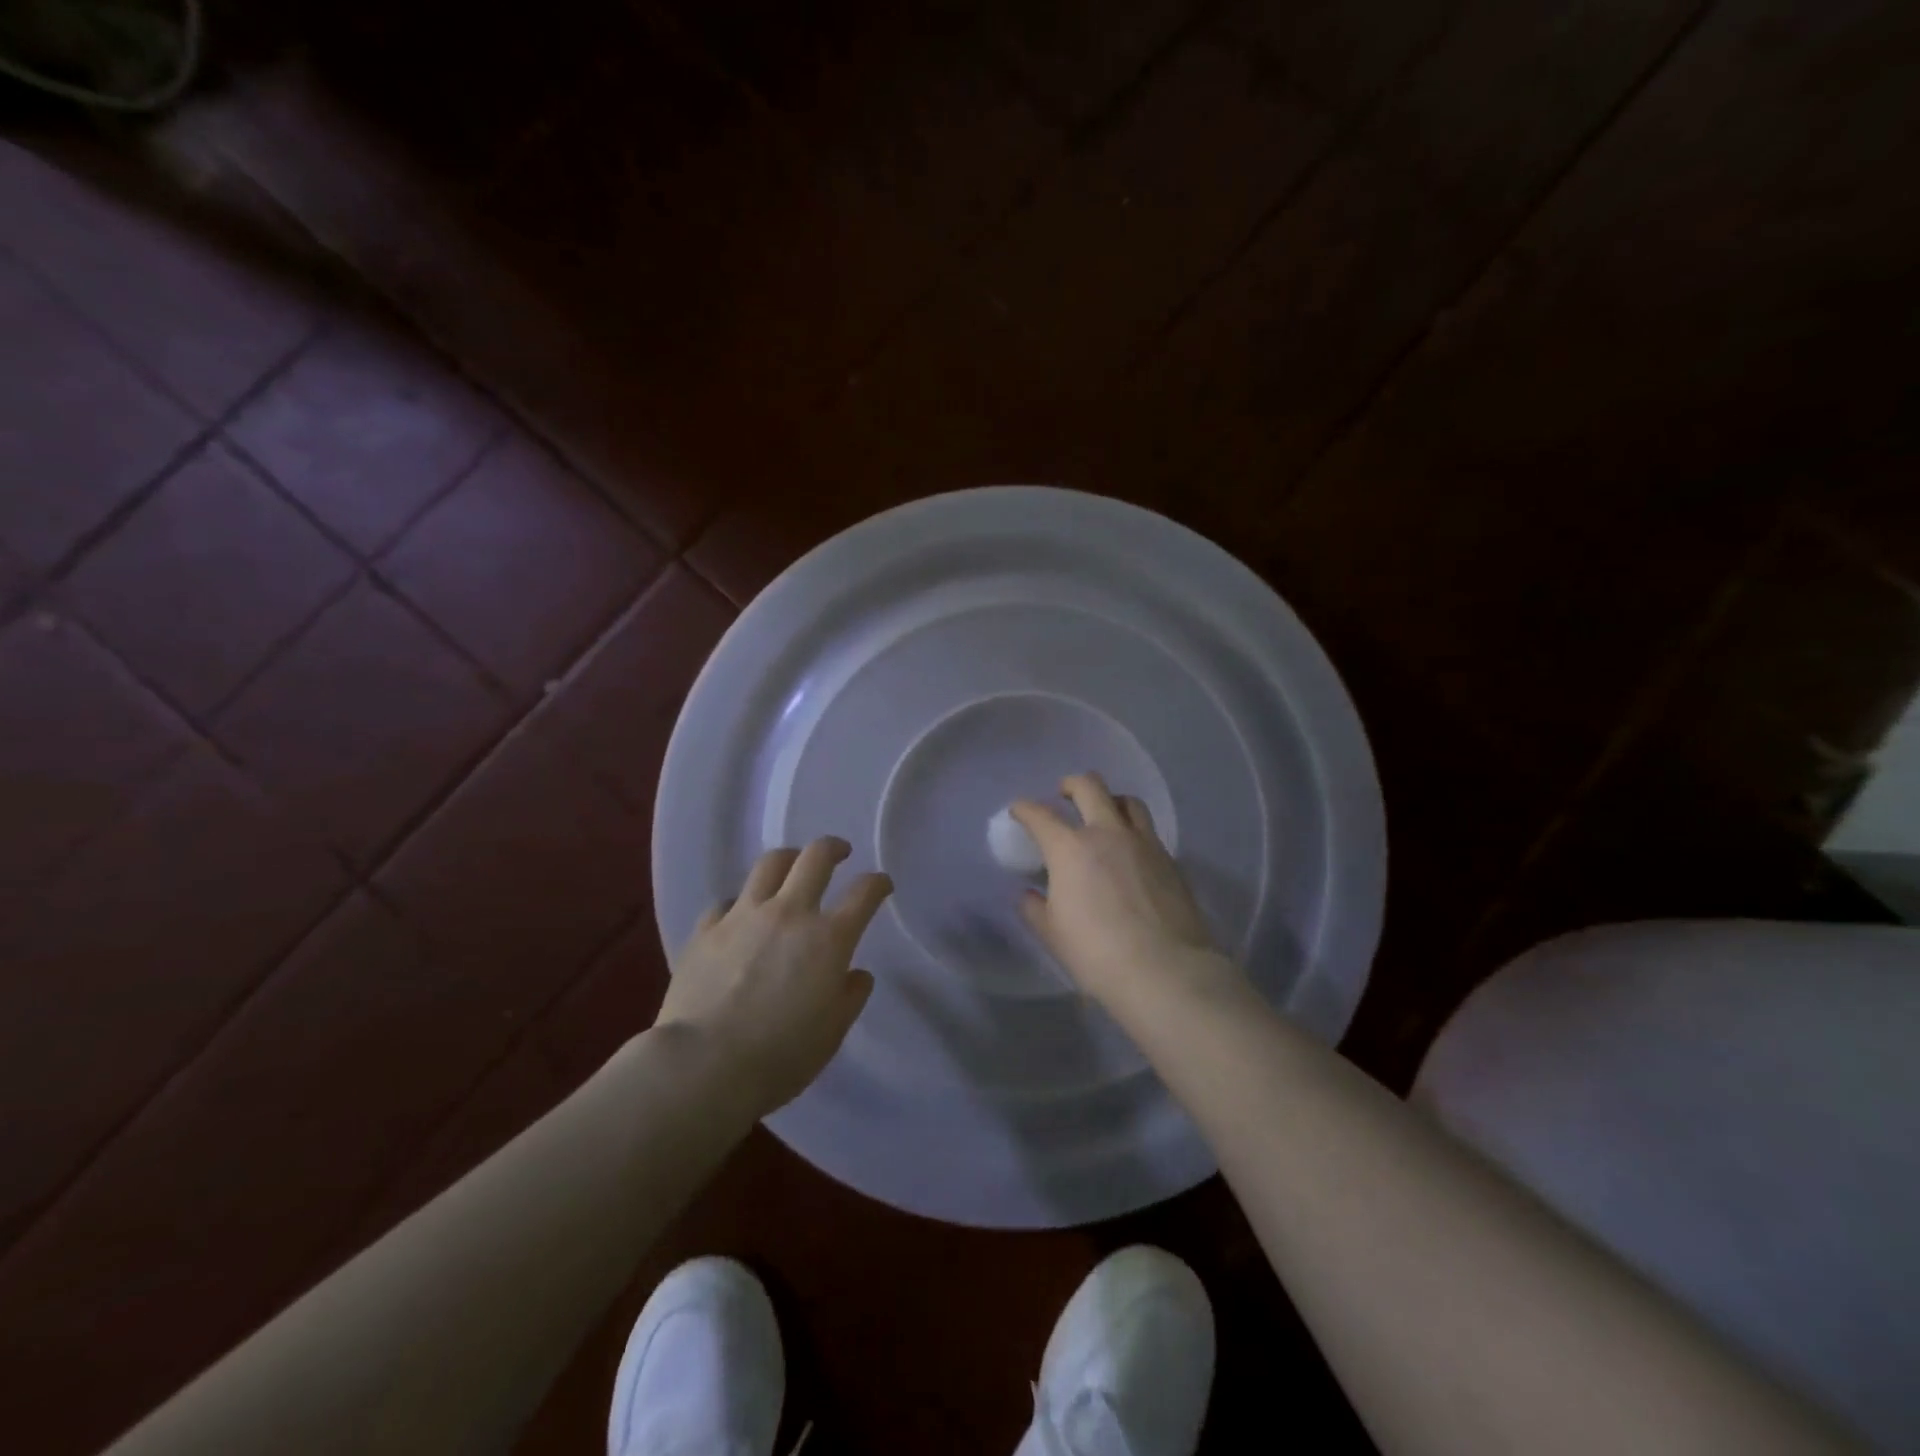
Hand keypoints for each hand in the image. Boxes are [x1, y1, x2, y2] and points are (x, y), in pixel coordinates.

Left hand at [660, 838, 890, 1113]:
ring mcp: (744, 916)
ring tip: (791, 867)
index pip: (864, 893)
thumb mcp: (832, 1033)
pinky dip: (741, 904)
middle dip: (833, 848)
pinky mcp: (707, 929)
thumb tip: (855, 974)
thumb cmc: (780, 1056)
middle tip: (839, 853)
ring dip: (788, 860)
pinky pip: (727, 901)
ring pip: (769, 864)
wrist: (703, 1066)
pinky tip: (740, 917)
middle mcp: (789, 914)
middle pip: (816, 857)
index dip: (878, 883)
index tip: (881, 885)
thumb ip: (850, 997)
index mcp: (828, 939)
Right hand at [1012, 774, 1232, 1008]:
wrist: (1164, 971)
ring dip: (1110, 800)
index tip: (1018, 811)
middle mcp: (1107, 833)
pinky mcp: (1170, 860)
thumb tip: (1030, 894)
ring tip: (1104, 813)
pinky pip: (1149, 830)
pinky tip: (1130, 851)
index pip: (1040, 815)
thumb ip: (1036, 908)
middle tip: (1064, 794)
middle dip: (1071, 784)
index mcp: (1070, 848)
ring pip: (1128, 801)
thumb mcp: (1053, 934)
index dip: (1024, 809)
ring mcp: (1144, 843)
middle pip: (1089, 787)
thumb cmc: (1096, 953)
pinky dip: (1134, 830)